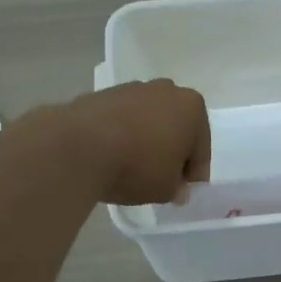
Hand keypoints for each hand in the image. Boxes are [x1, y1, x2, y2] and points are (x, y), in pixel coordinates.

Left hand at [56, 79, 211, 205]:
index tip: (182, 192)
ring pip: (148, 120)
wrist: (79, 146)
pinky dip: (122, 134)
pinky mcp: (103, 94)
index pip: (201, 148)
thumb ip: (177, 188)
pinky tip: (111, 156)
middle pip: (176, 127)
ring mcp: (133, 88)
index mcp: (192, 108)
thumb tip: (177, 188)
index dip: (193, 174)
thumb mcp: (166, 189)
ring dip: (146, 140)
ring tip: (132, 168)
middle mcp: (166, 90)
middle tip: (160, 178)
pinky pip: (122, 119)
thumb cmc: (136, 166)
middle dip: (171, 150)